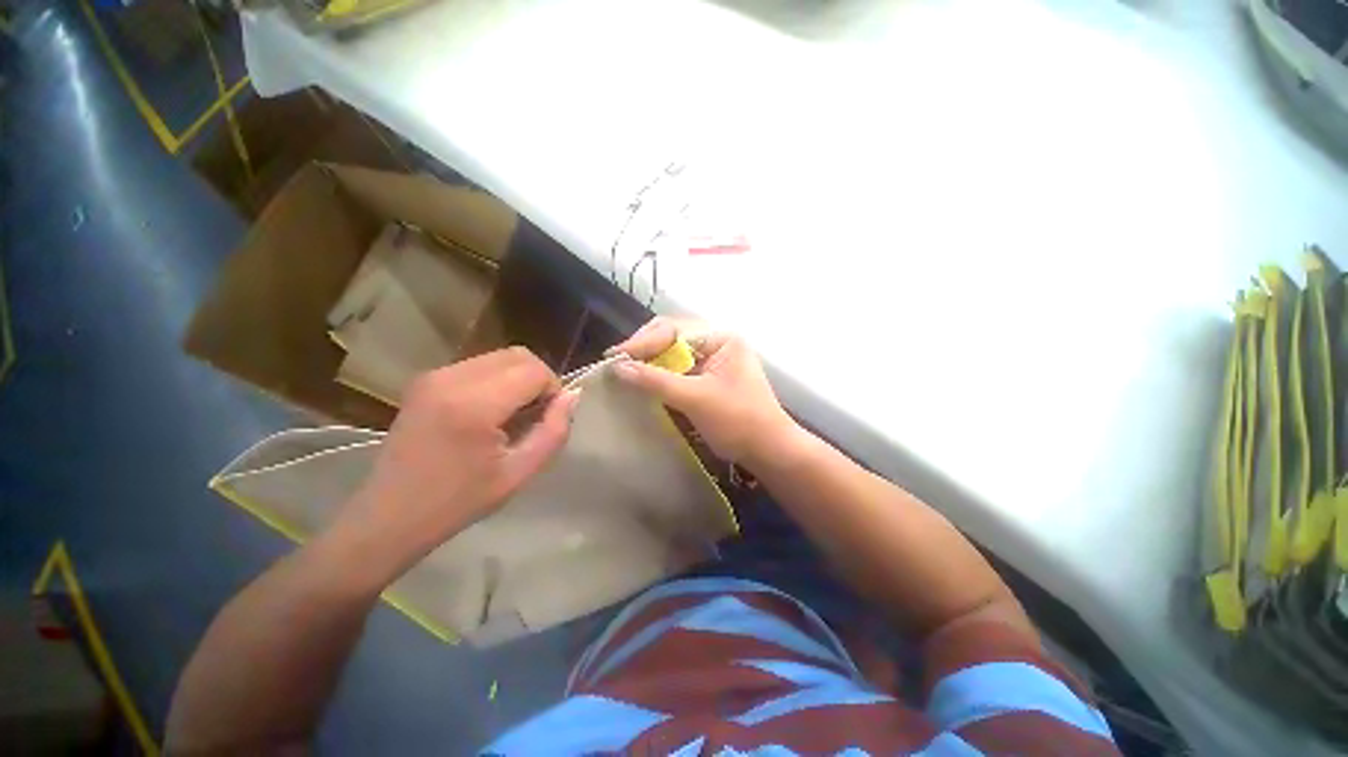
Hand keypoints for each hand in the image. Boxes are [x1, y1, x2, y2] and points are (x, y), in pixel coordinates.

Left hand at [334, 348, 578, 573]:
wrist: (388, 517)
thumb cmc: (458, 502)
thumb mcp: (519, 473)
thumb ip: (554, 431)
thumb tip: (572, 396)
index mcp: (475, 404)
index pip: (535, 371)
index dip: (553, 390)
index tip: (548, 418)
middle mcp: (451, 378)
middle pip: (518, 355)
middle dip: (538, 379)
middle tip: (536, 414)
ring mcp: (434, 376)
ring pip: (500, 357)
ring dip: (518, 379)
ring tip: (513, 414)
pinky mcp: (425, 380)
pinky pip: (479, 365)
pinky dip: (497, 380)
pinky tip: (490, 412)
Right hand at [609, 317, 794, 463]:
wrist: (769, 450)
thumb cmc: (738, 421)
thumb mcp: (695, 399)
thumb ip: (655, 380)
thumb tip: (618, 367)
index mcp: (720, 338)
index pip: (673, 330)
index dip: (642, 342)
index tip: (615, 357)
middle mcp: (717, 341)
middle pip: (672, 336)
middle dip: (645, 348)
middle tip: (618, 362)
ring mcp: (714, 359)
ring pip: (674, 353)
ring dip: (650, 361)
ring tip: (625, 370)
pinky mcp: (710, 376)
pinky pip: (680, 368)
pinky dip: (661, 374)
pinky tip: (645, 380)